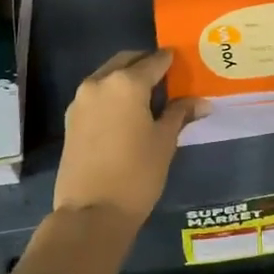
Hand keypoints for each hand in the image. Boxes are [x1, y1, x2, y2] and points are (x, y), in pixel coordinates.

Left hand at [52, 49, 206, 224]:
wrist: (91, 212)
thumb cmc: (137, 173)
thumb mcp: (165, 141)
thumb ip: (180, 113)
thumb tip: (202, 102)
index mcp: (126, 83)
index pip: (154, 61)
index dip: (171, 61)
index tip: (183, 64)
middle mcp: (100, 82)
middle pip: (127, 60)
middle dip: (146, 64)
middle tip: (166, 77)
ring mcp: (81, 100)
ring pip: (108, 76)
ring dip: (127, 78)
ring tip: (148, 96)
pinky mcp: (71, 118)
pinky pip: (97, 94)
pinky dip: (112, 94)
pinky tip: (127, 112)